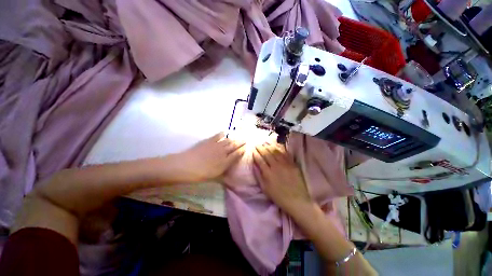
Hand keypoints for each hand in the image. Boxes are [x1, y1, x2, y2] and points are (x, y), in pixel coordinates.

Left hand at [173, 132, 244, 182]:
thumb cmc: (200, 174)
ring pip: (228, 140)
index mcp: (225, 162)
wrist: (186, 165)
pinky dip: (222, 134)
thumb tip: (229, 172)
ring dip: (234, 139)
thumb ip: (223, 173)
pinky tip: (225, 132)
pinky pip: (218, 136)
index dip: (242, 151)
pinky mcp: (209, 141)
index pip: (237, 155)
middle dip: (241, 143)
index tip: (246, 148)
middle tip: (245, 140)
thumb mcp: (214, 177)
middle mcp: (223, 152)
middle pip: (234, 146)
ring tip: (237, 137)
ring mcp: (216, 145)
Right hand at [252, 143, 311, 214]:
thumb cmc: (278, 196)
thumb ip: (258, 176)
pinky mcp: (292, 164)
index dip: (256, 153)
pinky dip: (280, 148)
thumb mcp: (265, 188)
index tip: (253, 149)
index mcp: (268, 173)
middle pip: (267, 153)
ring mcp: (285, 164)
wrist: (296, 200)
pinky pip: (285, 153)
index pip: (260, 159)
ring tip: (265, 143)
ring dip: (269, 146)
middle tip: (258, 144)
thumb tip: (254, 165)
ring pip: (275, 151)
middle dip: (261, 148)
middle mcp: (275, 166)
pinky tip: (277, 146)